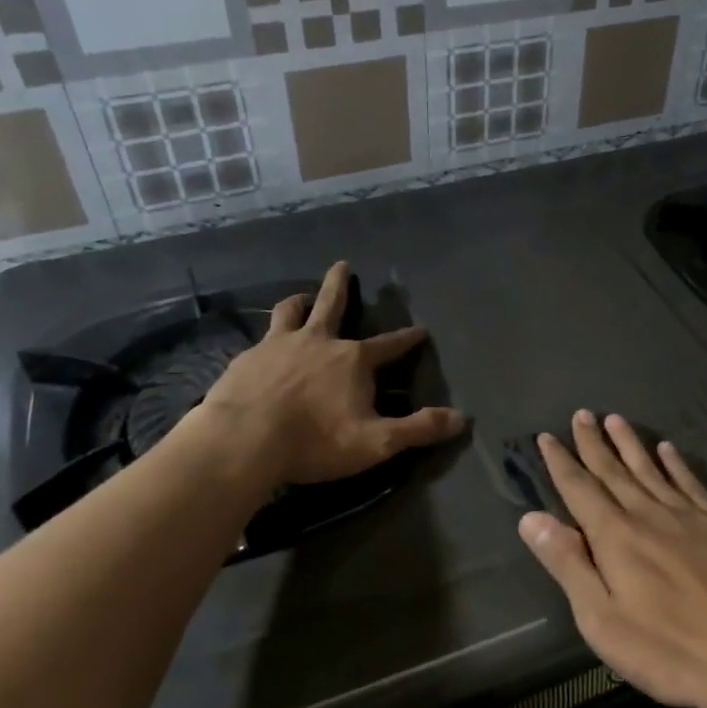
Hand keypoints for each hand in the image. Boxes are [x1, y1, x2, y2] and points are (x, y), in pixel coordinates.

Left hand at [182, 262, 466, 485]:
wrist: (244, 441)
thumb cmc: (316, 441)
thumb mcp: (376, 442)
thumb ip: (418, 429)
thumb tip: (462, 419)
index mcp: (353, 360)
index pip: (389, 344)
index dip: (407, 339)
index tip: (420, 330)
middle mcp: (318, 341)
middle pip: (331, 304)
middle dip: (340, 285)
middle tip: (342, 265)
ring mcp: (278, 345)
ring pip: (290, 311)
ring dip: (300, 301)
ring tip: (301, 297)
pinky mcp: (247, 358)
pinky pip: (261, 339)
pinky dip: (269, 337)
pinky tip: (263, 348)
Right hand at [518, 410, 706, 707]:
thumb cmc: (667, 650)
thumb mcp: (602, 620)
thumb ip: (568, 564)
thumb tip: (532, 517)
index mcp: (617, 537)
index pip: (580, 489)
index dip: (561, 462)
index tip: (547, 437)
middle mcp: (649, 515)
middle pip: (614, 471)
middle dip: (594, 443)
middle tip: (581, 414)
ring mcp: (689, 518)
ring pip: (651, 470)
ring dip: (630, 444)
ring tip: (615, 419)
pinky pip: (691, 484)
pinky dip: (676, 464)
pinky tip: (668, 449)